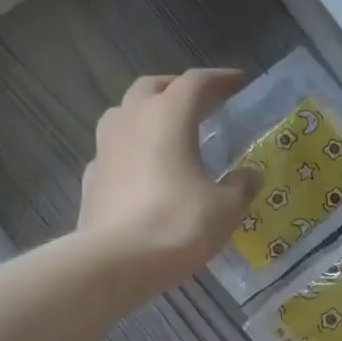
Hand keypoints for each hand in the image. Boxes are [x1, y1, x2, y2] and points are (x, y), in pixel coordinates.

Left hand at [78, 69, 260, 289]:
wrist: (119, 261)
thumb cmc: (180, 224)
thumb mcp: (226, 208)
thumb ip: (241, 187)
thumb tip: (250, 176)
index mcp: (168, 116)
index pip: (196, 83)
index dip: (220, 79)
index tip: (239, 82)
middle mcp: (132, 120)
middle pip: (152, 88)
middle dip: (176, 90)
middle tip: (198, 104)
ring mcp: (105, 148)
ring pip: (124, 114)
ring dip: (145, 115)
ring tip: (166, 134)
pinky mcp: (91, 178)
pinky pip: (112, 152)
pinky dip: (129, 152)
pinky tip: (141, 173)